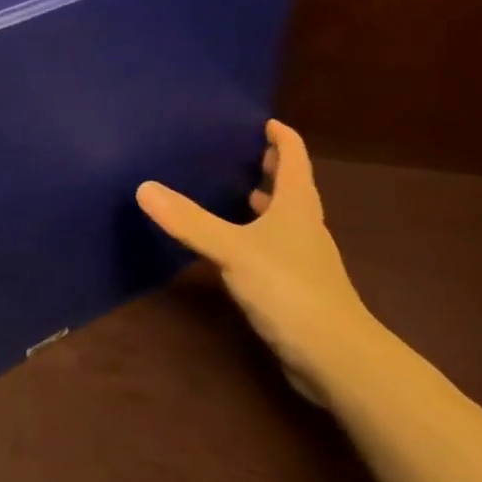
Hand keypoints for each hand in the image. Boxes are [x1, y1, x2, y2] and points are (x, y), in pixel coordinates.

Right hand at [137, 120, 381, 406]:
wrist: (338, 360)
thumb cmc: (290, 291)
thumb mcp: (233, 251)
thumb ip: (190, 221)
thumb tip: (143, 188)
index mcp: (297, 206)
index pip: (294, 158)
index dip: (281, 137)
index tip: (263, 120)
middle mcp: (305, 227)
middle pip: (292, 186)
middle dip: (270, 166)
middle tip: (240, 149)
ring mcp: (304, 259)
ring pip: (285, 218)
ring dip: (266, 201)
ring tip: (235, 190)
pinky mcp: (297, 288)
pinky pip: (275, 247)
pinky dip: (258, 234)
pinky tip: (235, 245)